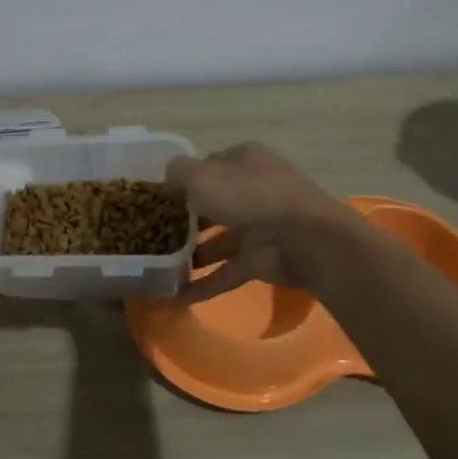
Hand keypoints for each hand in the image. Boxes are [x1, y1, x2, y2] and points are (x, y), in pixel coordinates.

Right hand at [165, 143, 359, 302]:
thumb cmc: (249, 196)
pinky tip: (176, 297)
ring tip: (160, 266)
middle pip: (213, 203)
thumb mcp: (202, 176)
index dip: (183, 179)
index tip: (157, 197)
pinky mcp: (261, 260)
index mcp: (244, 161)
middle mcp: (253, 190)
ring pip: (219, 239)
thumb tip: (165, 182)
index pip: (208, 166)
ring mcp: (259, 227)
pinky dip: (204, 284)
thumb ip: (177, 174)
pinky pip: (226, 272)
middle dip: (186, 218)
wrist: (303, 238)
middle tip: (154, 232)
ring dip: (192, 253)